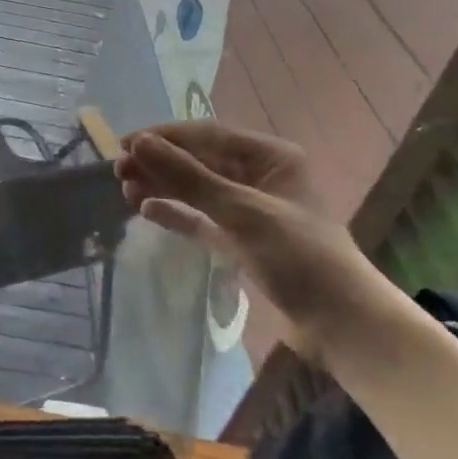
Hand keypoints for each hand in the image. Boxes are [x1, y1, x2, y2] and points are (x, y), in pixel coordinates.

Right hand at [115, 123, 374, 351]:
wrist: (340, 324)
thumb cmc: (297, 256)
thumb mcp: (241, 211)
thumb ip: (188, 177)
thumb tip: (139, 143)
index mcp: (271, 157)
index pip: (208, 135)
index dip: (164, 137)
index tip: (124, 145)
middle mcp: (260, 176)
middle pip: (199, 160)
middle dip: (159, 163)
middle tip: (117, 171)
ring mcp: (250, 210)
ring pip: (197, 189)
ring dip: (163, 186)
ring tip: (126, 190)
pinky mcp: (242, 240)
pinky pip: (201, 218)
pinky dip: (176, 213)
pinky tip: (147, 210)